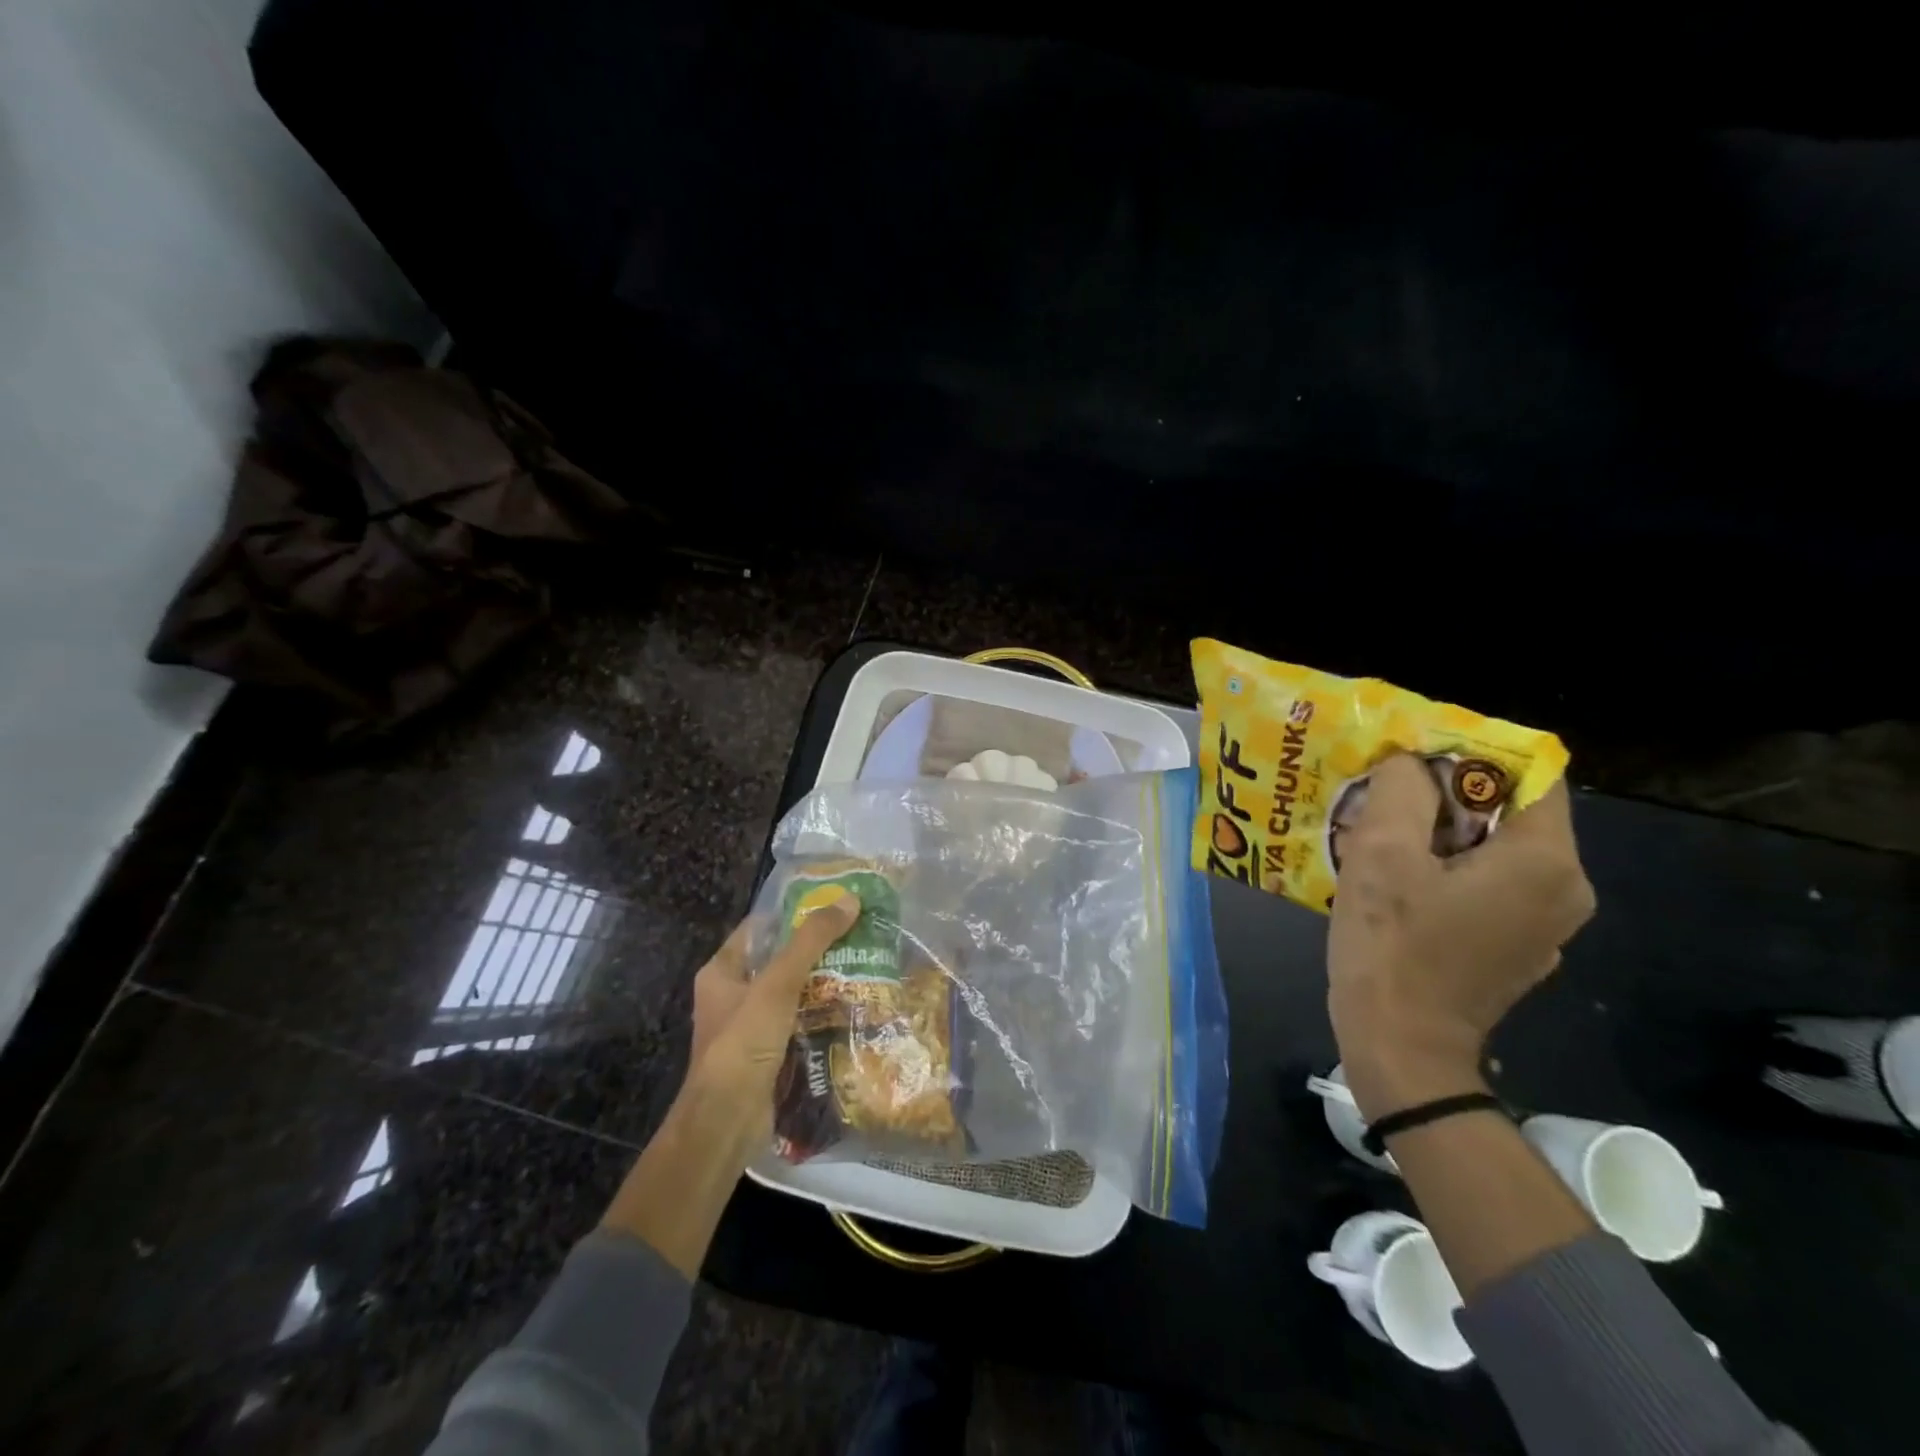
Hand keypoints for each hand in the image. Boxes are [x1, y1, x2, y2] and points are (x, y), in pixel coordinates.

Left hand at [682, 890, 861, 1147]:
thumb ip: (811, 941)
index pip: (760, 928)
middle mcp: (734, 994)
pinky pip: (800, 1023)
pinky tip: (856, 1007)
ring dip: (824, 982)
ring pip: (793, 993)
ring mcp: (752, 1027)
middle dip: (817, 948)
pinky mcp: (770, 1053)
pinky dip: (823, 1014)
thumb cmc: (743, 1042)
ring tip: (866, 964)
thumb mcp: (778, 983)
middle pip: (780, 960)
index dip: (793, 912)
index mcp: (722, 971)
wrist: (727, 1121)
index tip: (832, 901)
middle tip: (859, 933)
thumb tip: (849, 899)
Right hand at [1327, 754, 1594, 1121]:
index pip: (1529, 772)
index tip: (1410, 760)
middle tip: (1381, 796)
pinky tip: (1397, 881)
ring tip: (1379, 834)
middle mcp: (1564, 889)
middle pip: (1510, 811)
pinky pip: (1489, 884)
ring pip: (1494, 848)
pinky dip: (1447, 869)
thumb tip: (1410, 764)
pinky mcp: (1517, 947)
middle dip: (1444, 795)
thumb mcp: (1382, 854)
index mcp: (1544, 861)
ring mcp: (1544, 924)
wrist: (1401, 1048)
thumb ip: (1402, 791)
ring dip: (1439, 832)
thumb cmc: (1392, 947)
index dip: (1469, 754)